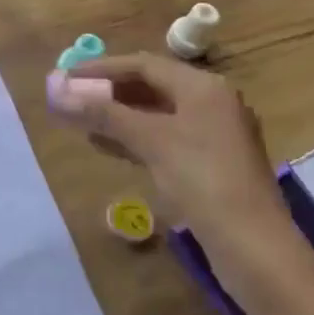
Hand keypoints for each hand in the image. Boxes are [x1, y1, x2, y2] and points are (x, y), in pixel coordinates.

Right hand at [46, 53, 313, 310]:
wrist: (255, 249)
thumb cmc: (204, 182)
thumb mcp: (152, 142)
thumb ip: (104, 114)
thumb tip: (57, 91)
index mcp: (204, 88)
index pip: (144, 65)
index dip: (102, 69)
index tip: (66, 77)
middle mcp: (211, 104)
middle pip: (151, 87)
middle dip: (109, 92)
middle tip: (71, 98)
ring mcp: (213, 136)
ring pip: (156, 115)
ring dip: (118, 116)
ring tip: (81, 122)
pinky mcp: (210, 166)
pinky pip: (164, 139)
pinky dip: (134, 138)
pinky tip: (107, 146)